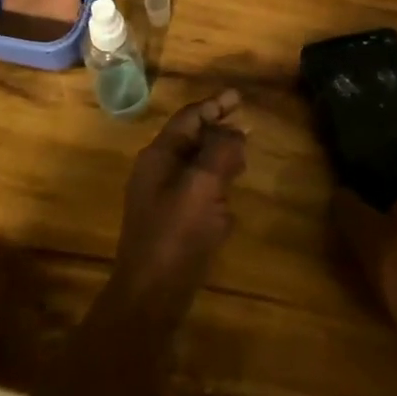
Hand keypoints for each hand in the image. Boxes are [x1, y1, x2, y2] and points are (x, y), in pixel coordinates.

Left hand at [109, 89, 246, 321]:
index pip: (189, 119)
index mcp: (158, 156)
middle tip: (247, 129)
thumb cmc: (175, 235)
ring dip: (218, 161)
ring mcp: (161, 200)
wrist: (150, 298)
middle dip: (218, 132)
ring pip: (194, 168)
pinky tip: (229, 205)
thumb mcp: (202, 186)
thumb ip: (220, 152)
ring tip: (242, 161)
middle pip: (191, 140)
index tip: (240, 97)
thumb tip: (234, 132)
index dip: (215, 105)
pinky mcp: (170, 226)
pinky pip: (196, 196)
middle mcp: (156, 173)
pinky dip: (214, 190)